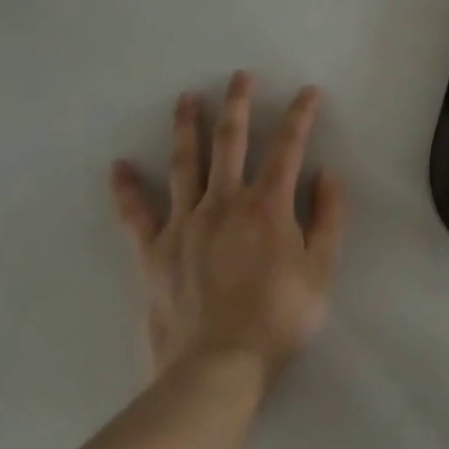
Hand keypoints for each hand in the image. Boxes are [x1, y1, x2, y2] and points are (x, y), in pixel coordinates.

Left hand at [109, 72, 347, 386]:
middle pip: (231, 141)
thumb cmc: (278, 319)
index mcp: (268, 204)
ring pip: (185, 164)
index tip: (307, 91)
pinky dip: (126, 190)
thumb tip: (326, 172)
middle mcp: (225, 202)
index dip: (300, 114)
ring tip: (185, 98)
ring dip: (187, 127)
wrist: (216, 372)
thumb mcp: (323, 269)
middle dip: (238, 104)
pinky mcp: (154, 252)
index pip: (288, 146)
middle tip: (240, 76)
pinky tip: (118, 166)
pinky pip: (137, 215)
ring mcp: (185, 224)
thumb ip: (329, 216)